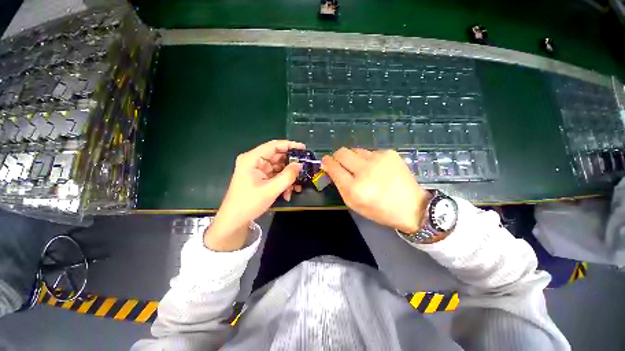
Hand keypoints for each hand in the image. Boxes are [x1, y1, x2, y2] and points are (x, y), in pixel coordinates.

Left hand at [204, 140, 304, 250]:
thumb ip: (287, 176)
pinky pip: (275, 175)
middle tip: (304, 169)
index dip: (290, 145)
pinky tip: (288, 193)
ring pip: (278, 167)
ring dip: (288, 177)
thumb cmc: (249, 203)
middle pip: (277, 156)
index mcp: (252, 159)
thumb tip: (300, 165)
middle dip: (291, 165)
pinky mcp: (260, 177)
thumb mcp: (271, 190)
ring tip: (297, 187)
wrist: (234, 220)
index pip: (274, 146)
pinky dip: (283, 182)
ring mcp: (257, 169)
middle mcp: (254, 161)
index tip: (304, 148)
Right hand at [321, 148, 430, 233]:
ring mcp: (379, 159)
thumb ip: (339, 185)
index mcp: (356, 188)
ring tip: (362, 169)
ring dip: (353, 158)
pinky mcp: (389, 153)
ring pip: (355, 150)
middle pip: (342, 152)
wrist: (412, 207)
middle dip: (337, 157)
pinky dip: (367, 159)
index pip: (334, 168)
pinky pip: (369, 152)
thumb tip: (329, 167)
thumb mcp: (354, 204)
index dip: (327, 163)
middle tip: (340, 164)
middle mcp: (366, 170)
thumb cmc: (379, 210)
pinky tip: (376, 169)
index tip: (325, 162)